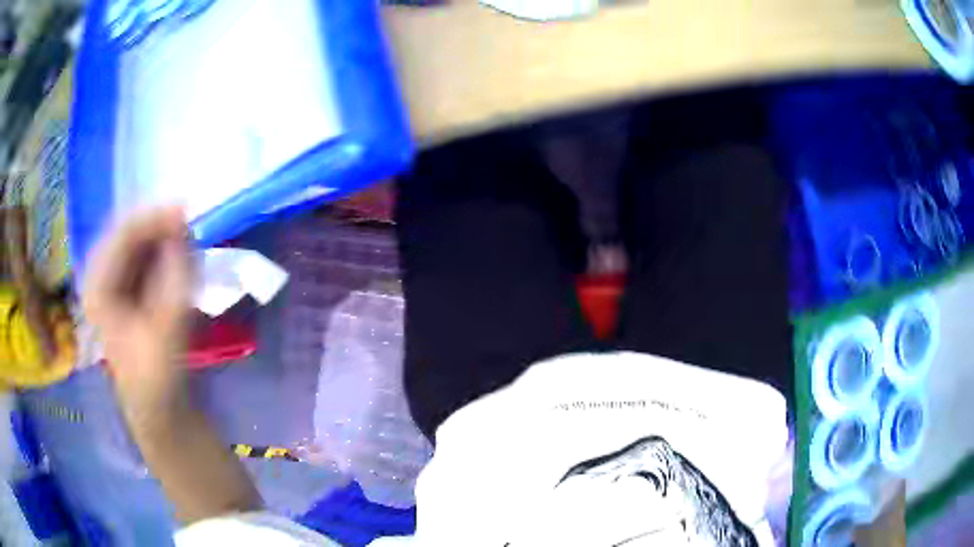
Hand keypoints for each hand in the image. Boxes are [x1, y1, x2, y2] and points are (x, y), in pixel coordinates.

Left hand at [83, 206, 192, 429]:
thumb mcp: (169, 326)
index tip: (187, 210)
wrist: (155, 407)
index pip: (123, 234)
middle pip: (128, 233)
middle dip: (159, 226)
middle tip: (189, 224)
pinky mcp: (124, 288)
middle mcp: (99, 275)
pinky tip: (179, 257)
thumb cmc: (157, 375)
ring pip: (136, 242)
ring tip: (187, 242)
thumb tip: (183, 228)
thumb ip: (176, 275)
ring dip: (162, 238)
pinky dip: (162, 252)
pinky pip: (142, 256)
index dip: (154, 218)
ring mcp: (110, 281)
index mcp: (98, 286)